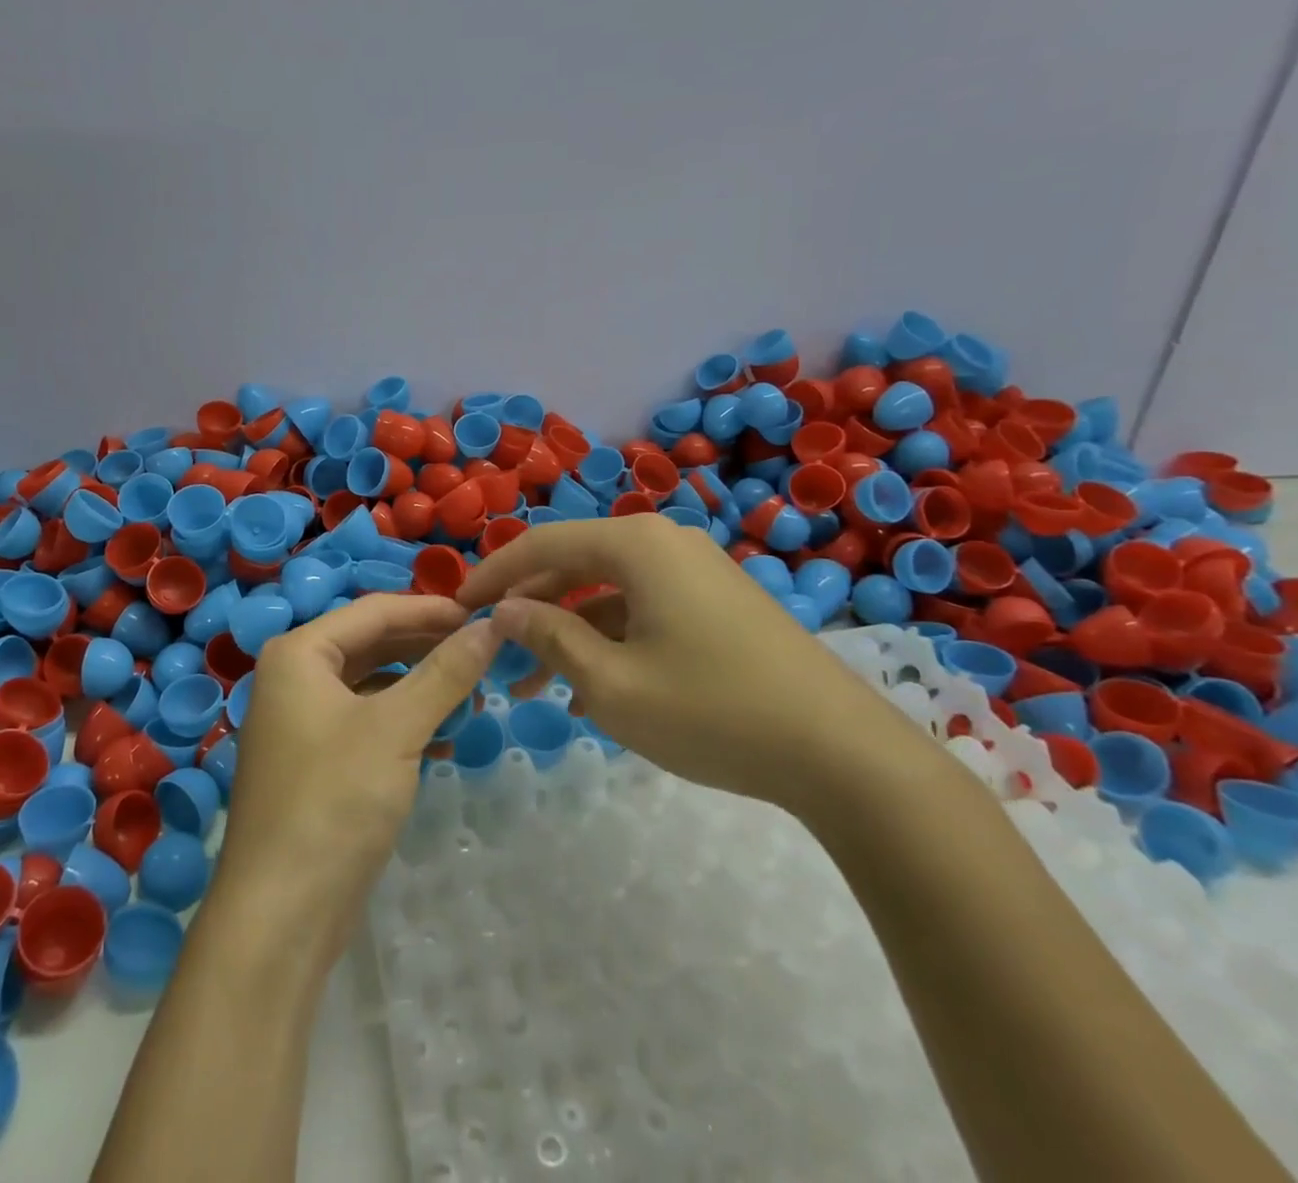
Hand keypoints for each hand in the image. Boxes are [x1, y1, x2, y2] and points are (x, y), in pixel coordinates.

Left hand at [213, 595, 499, 968]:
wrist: (280, 915)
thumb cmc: (333, 802)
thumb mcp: (396, 729)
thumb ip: (445, 673)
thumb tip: (491, 626)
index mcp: (299, 653)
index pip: (375, 609)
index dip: (432, 609)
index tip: (485, 615)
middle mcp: (295, 677)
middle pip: (372, 642)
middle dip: (428, 646)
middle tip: (484, 652)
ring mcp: (302, 720)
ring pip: (372, 683)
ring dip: (420, 685)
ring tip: (473, 694)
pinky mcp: (316, 760)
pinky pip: (366, 720)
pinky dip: (404, 721)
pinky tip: (444, 736)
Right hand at [455, 514, 910, 812]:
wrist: (841, 754)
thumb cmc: (711, 710)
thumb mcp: (611, 683)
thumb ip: (550, 637)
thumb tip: (506, 611)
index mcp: (636, 545)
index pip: (541, 543)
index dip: (493, 573)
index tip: (455, 606)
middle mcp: (664, 543)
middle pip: (574, 563)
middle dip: (529, 607)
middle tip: (491, 649)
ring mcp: (695, 572)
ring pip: (607, 591)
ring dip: (567, 630)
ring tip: (532, 685)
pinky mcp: (716, 603)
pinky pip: (642, 608)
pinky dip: (608, 639)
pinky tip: (589, 689)